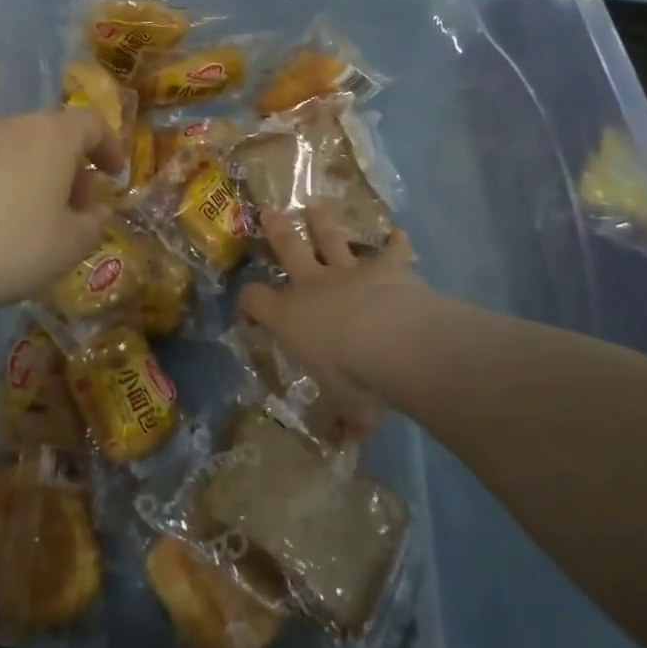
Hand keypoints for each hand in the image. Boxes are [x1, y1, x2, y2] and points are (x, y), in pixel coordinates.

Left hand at [0, 108, 125, 315]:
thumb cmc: (1, 246)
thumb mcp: (66, 249)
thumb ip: (93, 225)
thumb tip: (95, 209)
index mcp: (49, 136)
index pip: (92, 123)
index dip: (109, 146)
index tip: (114, 173)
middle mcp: (5, 123)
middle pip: (48, 136)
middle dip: (67, 170)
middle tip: (70, 211)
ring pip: (6, 150)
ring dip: (24, 176)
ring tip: (20, 220)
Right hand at [237, 205, 426, 410]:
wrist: (391, 341)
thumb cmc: (352, 377)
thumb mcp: (345, 405)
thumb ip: (348, 419)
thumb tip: (351, 442)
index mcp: (291, 316)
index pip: (256, 300)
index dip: (248, 301)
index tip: (247, 305)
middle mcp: (315, 286)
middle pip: (289, 249)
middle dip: (277, 231)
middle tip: (269, 210)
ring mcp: (351, 271)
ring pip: (332, 240)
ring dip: (325, 224)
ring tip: (318, 206)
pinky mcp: (388, 267)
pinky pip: (393, 251)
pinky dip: (396, 244)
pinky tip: (399, 235)